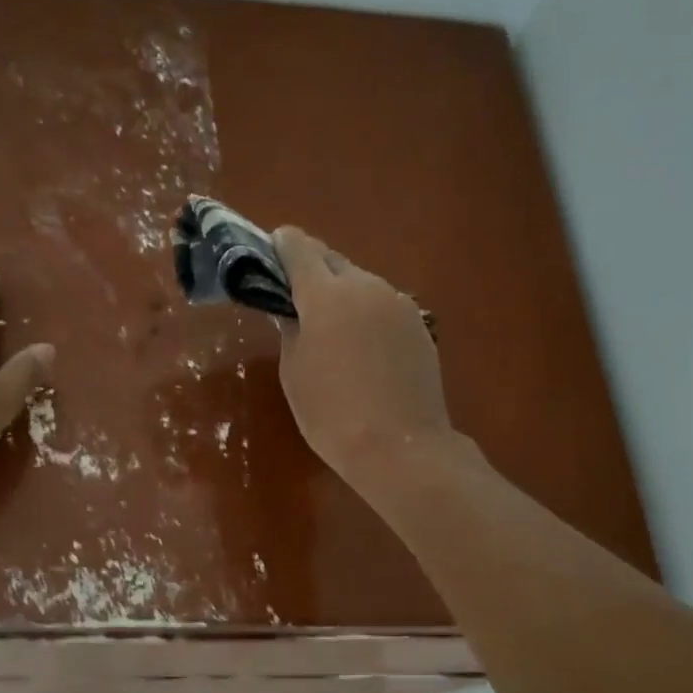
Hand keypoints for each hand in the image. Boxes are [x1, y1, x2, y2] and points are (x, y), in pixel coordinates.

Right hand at [274, 226, 453, 487]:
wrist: (399, 447)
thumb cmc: (331, 414)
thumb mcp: (294, 373)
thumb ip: (291, 332)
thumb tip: (293, 313)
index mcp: (325, 296)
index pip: (300, 249)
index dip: (282, 245)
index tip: (272, 249)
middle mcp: (365, 287)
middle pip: (333, 261)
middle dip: (313, 269)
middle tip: (296, 292)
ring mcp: (398, 304)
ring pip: (362, 283)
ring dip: (342, 292)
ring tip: (331, 325)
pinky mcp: (419, 326)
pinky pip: (384, 306)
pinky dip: (367, 313)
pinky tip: (362, 345)